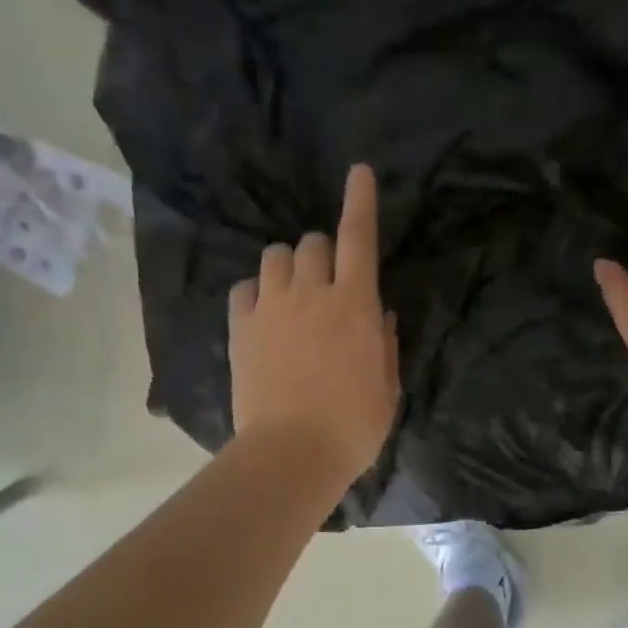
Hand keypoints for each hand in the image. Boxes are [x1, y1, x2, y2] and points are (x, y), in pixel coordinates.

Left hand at [230, 164, 399, 484]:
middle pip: (312, 242)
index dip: (360, 201)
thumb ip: (383, 343)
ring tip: (292, 294)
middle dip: (323, 252)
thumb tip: (376, 313)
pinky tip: (264, 313)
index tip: (358, 173)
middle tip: (328, 282)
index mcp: (354, 305)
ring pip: (274, 256)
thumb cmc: (352, 427)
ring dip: (288, 266)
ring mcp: (271, 308)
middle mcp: (311, 293)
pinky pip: (244, 288)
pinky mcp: (240, 328)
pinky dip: (256, 292)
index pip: (359, 237)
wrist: (292, 454)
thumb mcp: (386, 388)